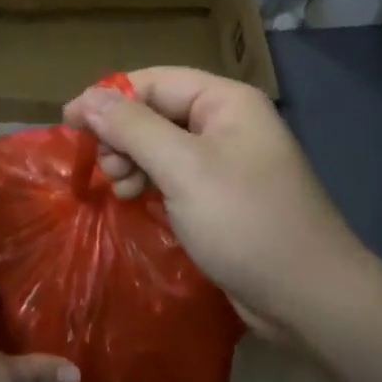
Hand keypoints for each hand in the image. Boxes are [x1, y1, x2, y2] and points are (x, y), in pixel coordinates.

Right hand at [65, 68, 364, 333]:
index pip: (154, 81)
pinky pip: (176, 174)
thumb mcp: (183, 169)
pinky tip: (137, 200)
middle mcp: (227, 121)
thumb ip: (132, 128)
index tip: (69, 121)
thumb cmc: (246, 221)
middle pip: (157, 111)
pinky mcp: (224, 195)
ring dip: (134, 160)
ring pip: (163, 144)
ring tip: (120, 188)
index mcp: (225, 101)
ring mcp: (227, 160)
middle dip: (123, 135)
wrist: (312, 300)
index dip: (109, 97)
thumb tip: (87, 98)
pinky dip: (151, 181)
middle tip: (104, 169)